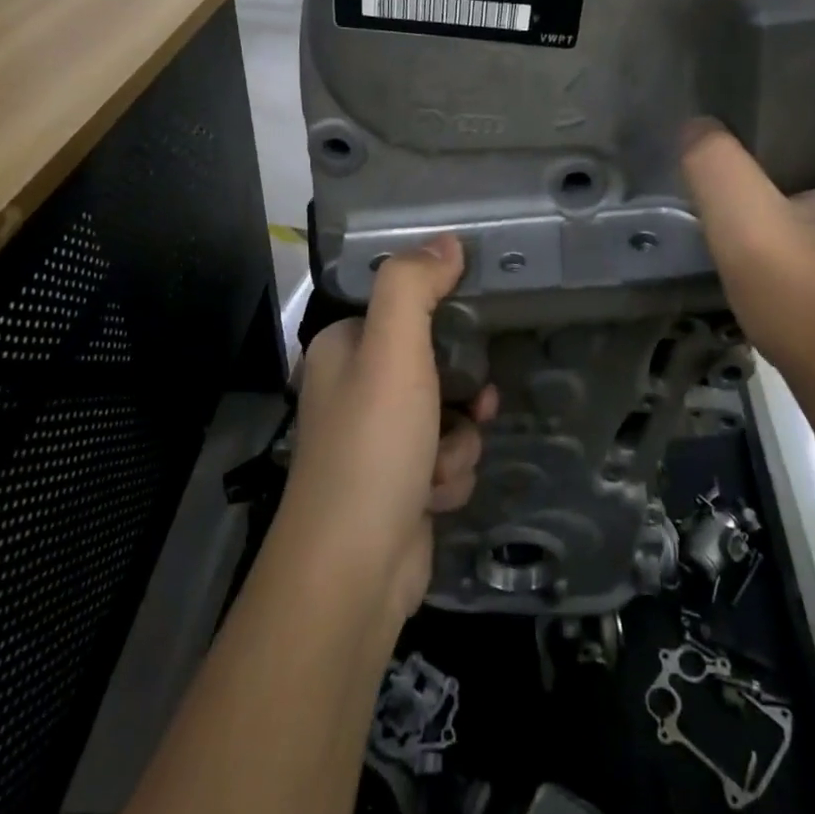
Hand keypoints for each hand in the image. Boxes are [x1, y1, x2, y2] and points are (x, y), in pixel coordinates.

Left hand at [283, 235, 498, 618]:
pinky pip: (445, 461)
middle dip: (460, 395)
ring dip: (457, 442)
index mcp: (342, 349)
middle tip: (472, 407)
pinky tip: (432, 499)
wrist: (352, 572)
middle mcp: (353, 390)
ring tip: (438, 467)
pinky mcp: (397, 486)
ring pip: (448, 417)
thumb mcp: (394, 350)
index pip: (405, 313)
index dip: (443, 323)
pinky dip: (449, 477)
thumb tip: (447, 241)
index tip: (471, 335)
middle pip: (434, 367)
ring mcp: (375, 442)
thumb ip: (415, 286)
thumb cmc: (373, 446)